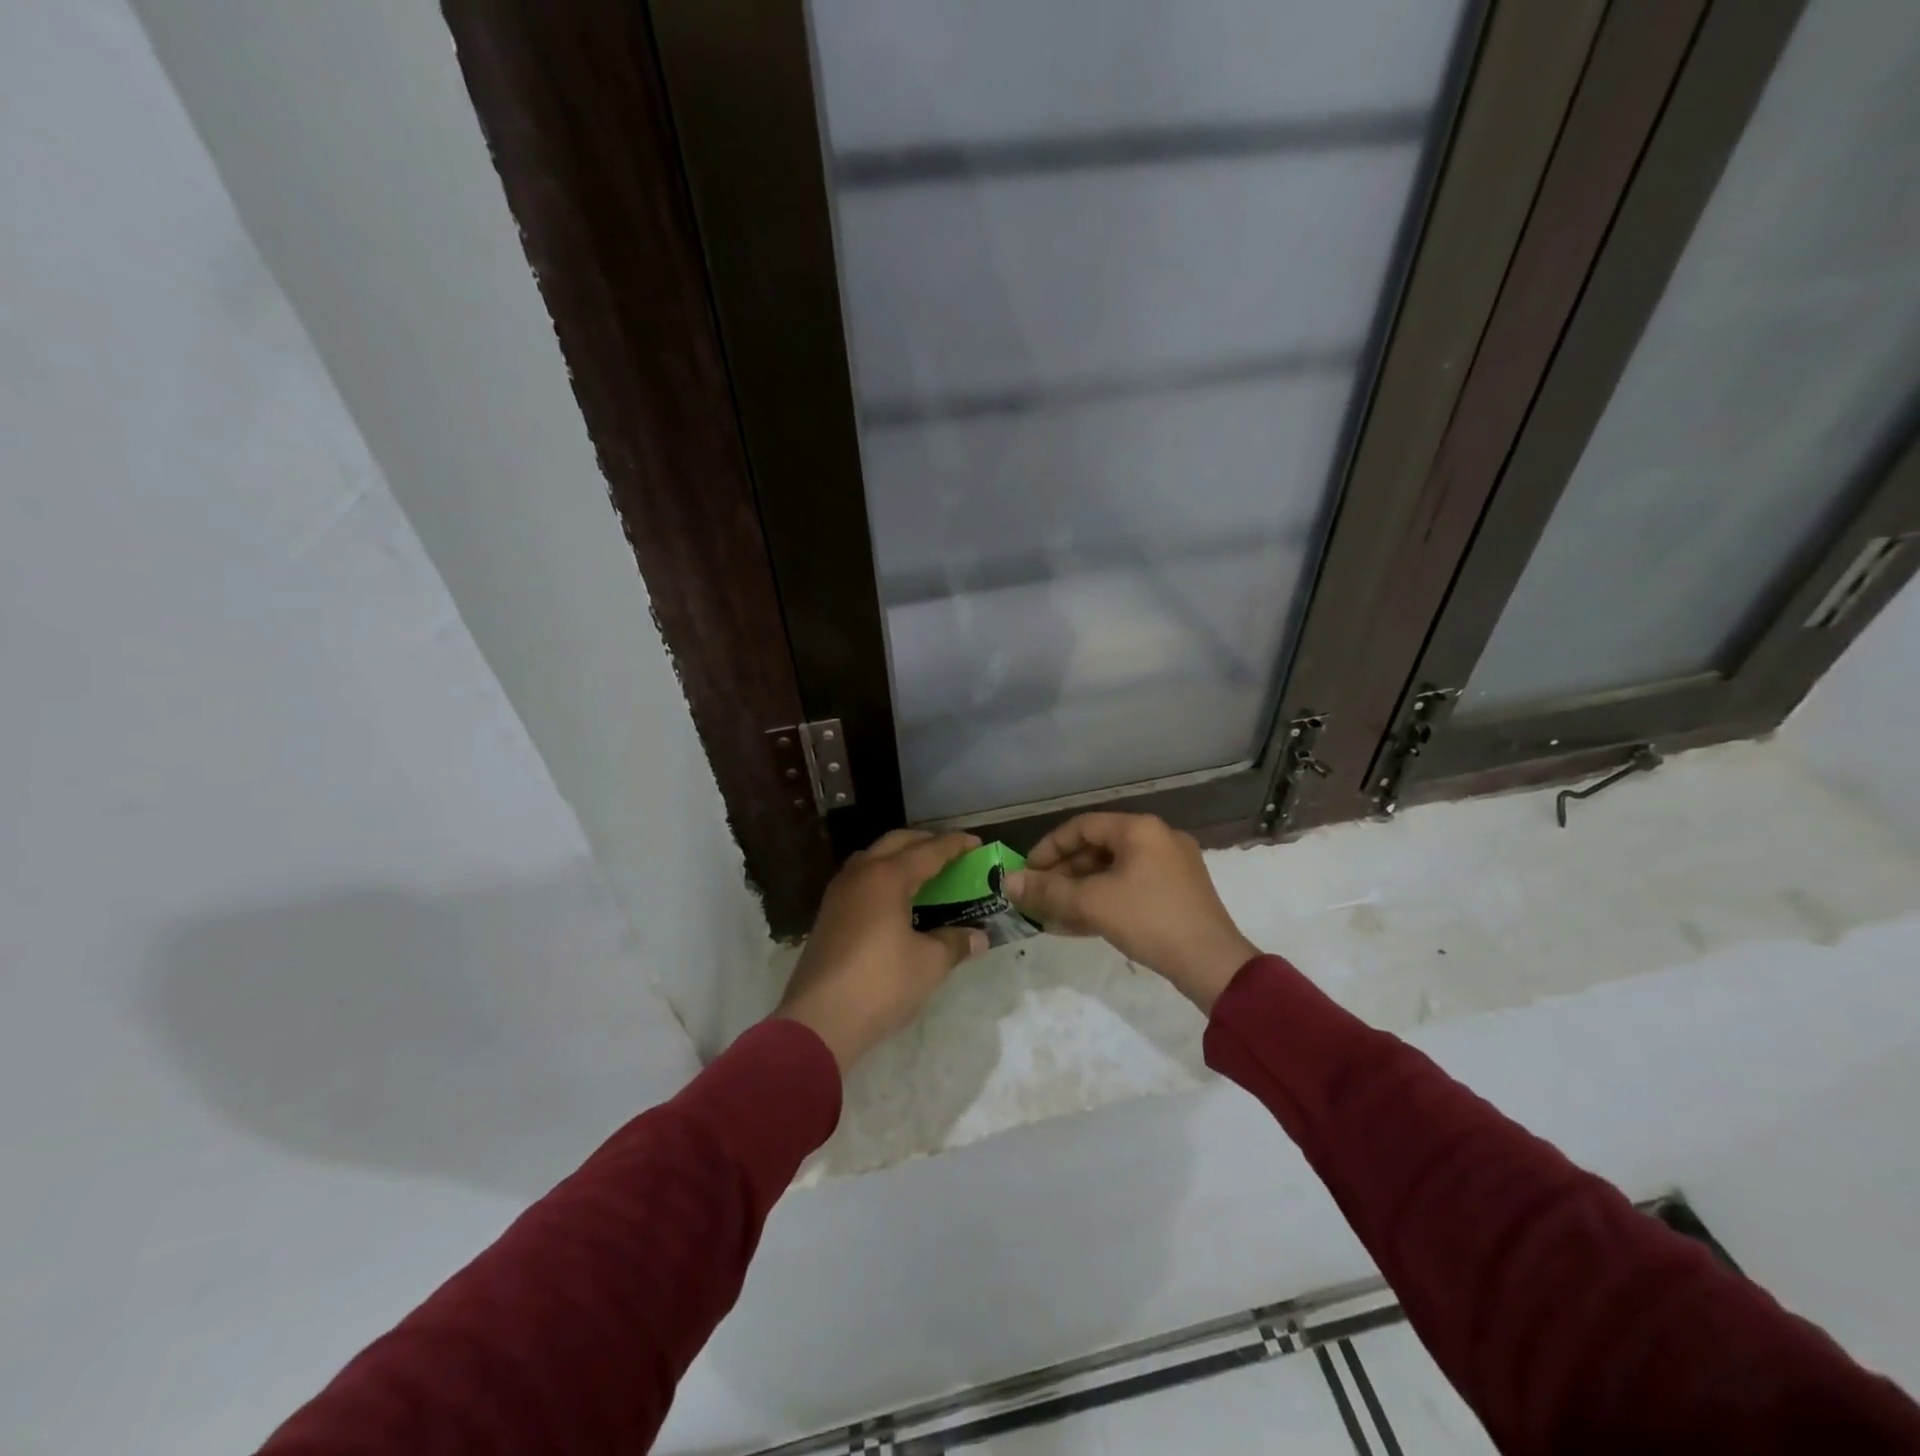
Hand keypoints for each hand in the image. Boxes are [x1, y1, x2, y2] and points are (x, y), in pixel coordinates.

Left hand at [775, 829, 990, 1073]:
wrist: (819, 1020)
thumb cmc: (881, 983)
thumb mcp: (930, 964)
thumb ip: (955, 943)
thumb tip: (978, 937)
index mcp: (887, 876)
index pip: (928, 851)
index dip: (955, 845)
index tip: (977, 843)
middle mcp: (860, 874)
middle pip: (896, 843)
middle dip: (925, 843)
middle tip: (951, 856)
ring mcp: (838, 894)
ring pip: (873, 859)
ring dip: (900, 859)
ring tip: (924, 875)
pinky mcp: (828, 916)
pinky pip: (861, 881)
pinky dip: (884, 879)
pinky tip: (896, 902)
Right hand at [1006, 813, 1258, 1011]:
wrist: (1213, 965)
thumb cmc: (1149, 920)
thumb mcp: (1092, 904)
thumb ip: (1048, 891)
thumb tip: (1007, 883)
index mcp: (1140, 829)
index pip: (1082, 826)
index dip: (1049, 847)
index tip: (1027, 872)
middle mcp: (1157, 839)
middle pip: (1097, 848)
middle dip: (1063, 873)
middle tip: (1038, 896)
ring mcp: (1170, 867)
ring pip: (1113, 870)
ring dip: (1080, 890)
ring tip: (1053, 914)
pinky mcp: (1176, 893)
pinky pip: (1130, 887)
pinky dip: (1103, 900)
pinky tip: (1079, 924)